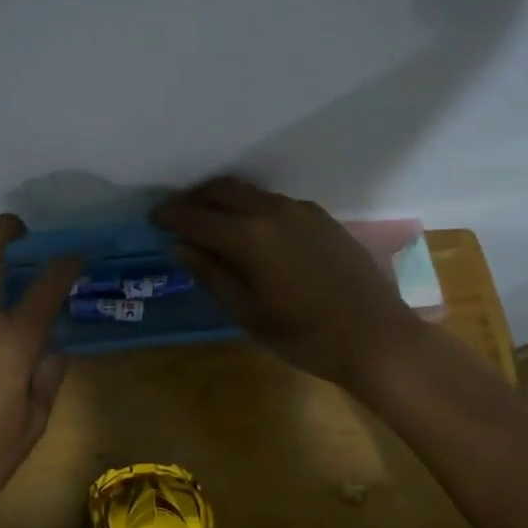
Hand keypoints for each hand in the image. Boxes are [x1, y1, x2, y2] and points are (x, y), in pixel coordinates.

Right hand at [152, 177, 414, 388]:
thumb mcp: (247, 313)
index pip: (196, 217)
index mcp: (248, 236)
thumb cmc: (304, 335)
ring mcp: (301, 210)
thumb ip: (211, 274)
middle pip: (222, 190)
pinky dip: (252, 208)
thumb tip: (180, 246)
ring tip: (210, 223)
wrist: (376, 338)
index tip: (152, 219)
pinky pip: (274, 202)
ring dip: (223, 201)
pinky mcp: (321, 218)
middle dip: (194, 199)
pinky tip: (252, 232)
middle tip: (177, 216)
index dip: (169, 216)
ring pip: (250, 193)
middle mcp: (272, 211)